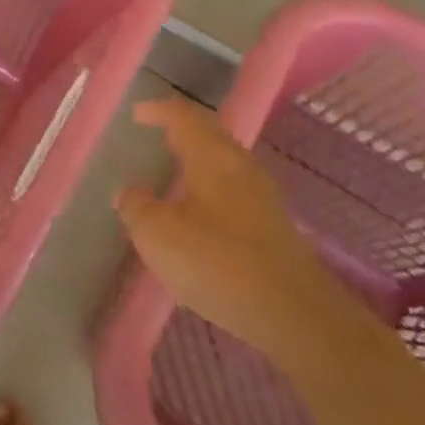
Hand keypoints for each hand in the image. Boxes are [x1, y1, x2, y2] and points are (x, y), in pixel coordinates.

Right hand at [115, 98, 353, 361]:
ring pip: (225, 161)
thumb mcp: (158, 234)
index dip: (158, 110)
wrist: (296, 315)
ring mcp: (262, 195)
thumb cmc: (218, 262)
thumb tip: (128, 192)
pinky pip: (235, 187)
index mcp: (211, 156)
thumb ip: (136, 207)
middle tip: (157, 133)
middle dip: (182, 129)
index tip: (137, 114)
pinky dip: (212, 185)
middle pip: (209, 133)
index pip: (183, 116)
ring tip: (175, 169)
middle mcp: (240, 165)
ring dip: (199, 158)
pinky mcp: (273, 225)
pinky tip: (200, 210)